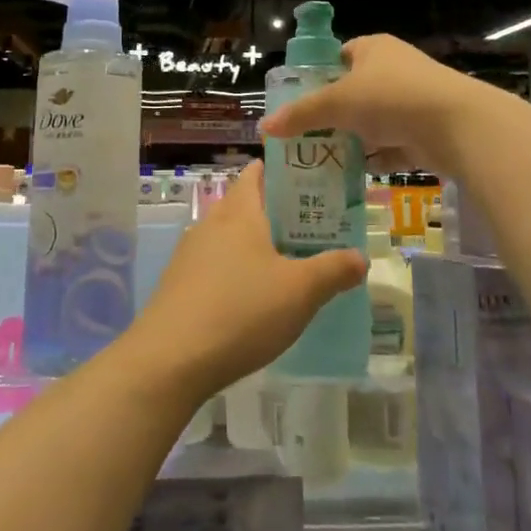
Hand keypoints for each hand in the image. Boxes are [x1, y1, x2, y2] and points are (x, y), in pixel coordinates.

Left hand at [124, 164, 366, 400]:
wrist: (171, 359)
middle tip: (312, 228)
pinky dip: (237, 271)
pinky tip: (254, 299)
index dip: (280, 170)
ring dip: (256, 245)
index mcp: (239, 213)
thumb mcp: (300, 292)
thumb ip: (333, 270)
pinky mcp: (179, 285)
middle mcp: (211, 224)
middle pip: (244, 205)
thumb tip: (360, 257)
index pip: (256, 174)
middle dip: (276, 212)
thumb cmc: (242, 310)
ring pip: (229, 238)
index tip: (309, 179)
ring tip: (289, 264)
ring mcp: (190, 255)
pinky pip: (215, 266)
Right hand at [257, 34, 486, 177]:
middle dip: (333, 115)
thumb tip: (264, 128)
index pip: (339, 56)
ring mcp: (414, 100)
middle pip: (354, 92)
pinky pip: (394, 145)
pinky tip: (355, 176)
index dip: (318, 76)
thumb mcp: (336, 103)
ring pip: (374, 121)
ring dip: (354, 139)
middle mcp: (395, 69)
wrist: (457, 125)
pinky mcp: (427, 130)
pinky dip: (377, 159)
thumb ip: (300, 115)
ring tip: (323, 161)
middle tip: (306, 137)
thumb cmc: (391, 98)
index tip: (300, 102)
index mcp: (373, 49)